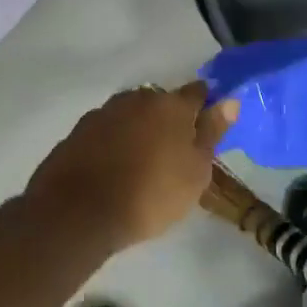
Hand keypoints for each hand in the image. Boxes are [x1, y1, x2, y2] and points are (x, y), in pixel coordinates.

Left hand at [25, 83, 237, 254]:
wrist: (77, 214)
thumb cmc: (150, 194)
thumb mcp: (195, 171)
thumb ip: (212, 132)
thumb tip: (230, 100)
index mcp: (171, 105)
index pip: (198, 92)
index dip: (206, 105)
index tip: (208, 125)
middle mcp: (137, 99)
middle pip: (161, 101)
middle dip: (169, 119)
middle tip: (174, 151)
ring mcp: (103, 113)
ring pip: (131, 115)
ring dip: (139, 130)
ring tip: (141, 162)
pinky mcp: (77, 132)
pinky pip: (106, 132)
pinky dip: (113, 143)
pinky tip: (113, 168)